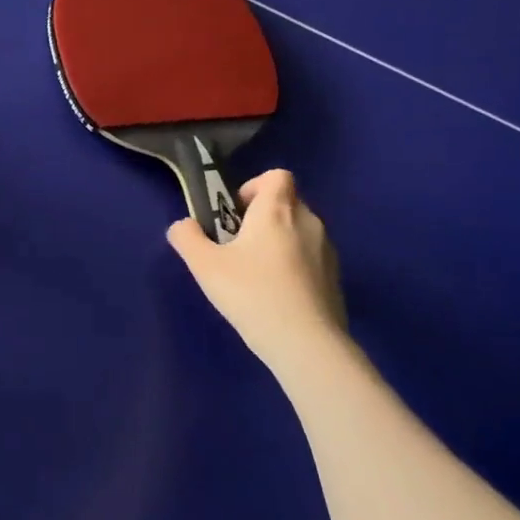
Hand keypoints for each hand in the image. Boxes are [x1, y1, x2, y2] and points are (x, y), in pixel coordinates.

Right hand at [167, 169, 349, 372]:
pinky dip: (294, 267)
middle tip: (237, 247)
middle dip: (262, 218)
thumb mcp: (204, 265)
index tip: (234, 214)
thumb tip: (183, 225)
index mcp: (277, 211)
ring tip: (256, 275)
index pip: (276, 176)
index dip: (253, 187)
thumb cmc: (252, 293)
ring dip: (278, 242)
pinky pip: (311, 258)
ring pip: (299, 232)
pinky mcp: (336, 278)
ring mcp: (327, 251)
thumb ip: (187, 237)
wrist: (306, 343)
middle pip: (286, 203)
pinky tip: (276, 296)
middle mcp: (308, 222)